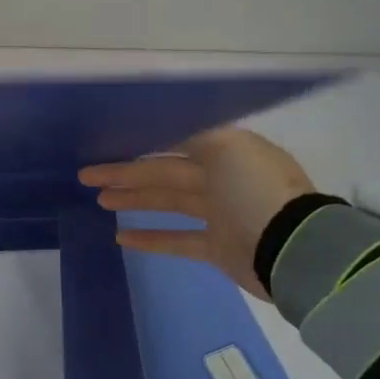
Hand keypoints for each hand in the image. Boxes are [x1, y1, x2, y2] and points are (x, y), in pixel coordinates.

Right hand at [80, 128, 315, 297]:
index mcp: (228, 151)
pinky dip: (150, 238)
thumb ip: (190, 134)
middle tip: (85, 176)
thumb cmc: (255, 191)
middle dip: (126, 173)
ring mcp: (221, 215)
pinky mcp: (218, 247)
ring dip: (134, 199)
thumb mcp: (225, 147)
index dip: (142, 141)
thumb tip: (160, 128)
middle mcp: (224, 179)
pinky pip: (177, 240)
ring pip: (168, 202)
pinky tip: (120, 237)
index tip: (108, 143)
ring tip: (99, 200)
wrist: (293, 249)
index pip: (176, 141)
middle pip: (165, 173)